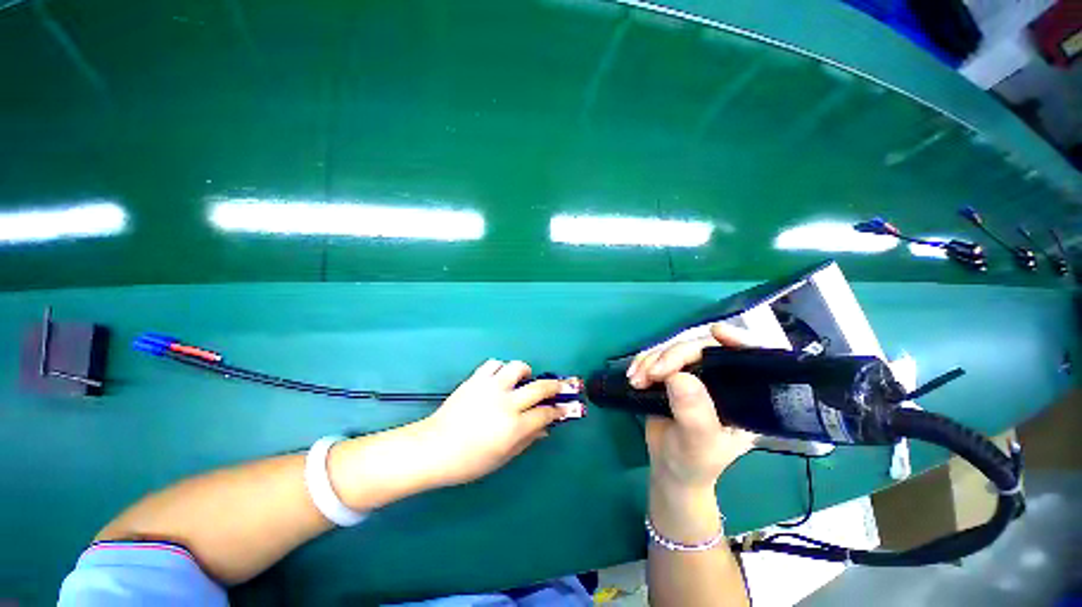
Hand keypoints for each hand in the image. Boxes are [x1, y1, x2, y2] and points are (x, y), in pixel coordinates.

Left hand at [419, 360, 582, 486]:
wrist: (434, 448)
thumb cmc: (469, 461)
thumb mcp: (502, 458)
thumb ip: (527, 441)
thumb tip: (545, 429)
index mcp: (514, 426)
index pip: (545, 413)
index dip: (557, 411)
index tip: (562, 409)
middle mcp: (507, 403)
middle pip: (539, 387)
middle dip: (554, 386)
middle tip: (558, 386)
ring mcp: (491, 388)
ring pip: (517, 367)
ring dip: (525, 372)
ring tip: (523, 379)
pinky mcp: (476, 379)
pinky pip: (494, 364)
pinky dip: (500, 368)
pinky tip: (499, 378)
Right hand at [629, 323, 757, 491]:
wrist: (669, 468)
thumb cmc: (694, 463)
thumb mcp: (699, 445)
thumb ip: (694, 414)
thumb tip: (679, 376)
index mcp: (745, 396)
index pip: (753, 359)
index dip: (740, 340)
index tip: (716, 333)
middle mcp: (723, 380)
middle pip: (703, 349)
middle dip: (673, 356)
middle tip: (650, 374)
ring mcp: (697, 375)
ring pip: (675, 349)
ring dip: (651, 359)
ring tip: (635, 380)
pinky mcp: (673, 374)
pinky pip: (658, 356)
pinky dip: (643, 362)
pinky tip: (633, 375)